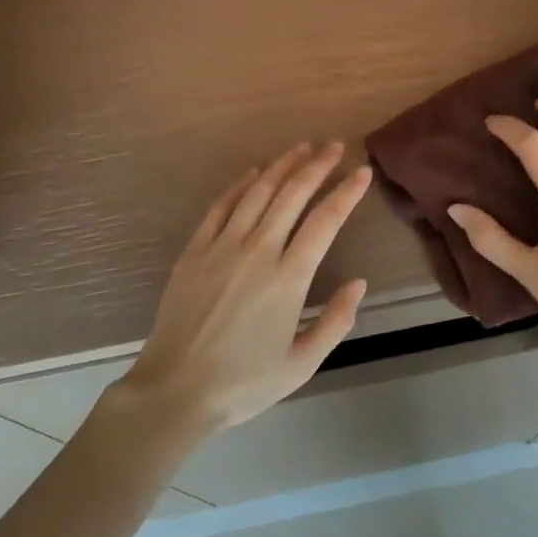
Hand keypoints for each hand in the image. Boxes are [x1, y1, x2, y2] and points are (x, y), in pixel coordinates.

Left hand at [116, 142, 369, 439]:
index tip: (362, 171)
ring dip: (283, 165)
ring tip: (302, 148)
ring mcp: (222, 246)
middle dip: (317, 165)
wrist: (175, 390)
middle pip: (293, 194)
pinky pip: (221, 205)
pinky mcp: (195, 249)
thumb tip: (359, 283)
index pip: (326, 221)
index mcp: (289, 278)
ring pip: (258, 191)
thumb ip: (336, 322)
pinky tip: (255, 171)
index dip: (347, 192)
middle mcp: (258, 251)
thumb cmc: (243, 383)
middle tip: (334, 146)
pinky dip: (241, 183)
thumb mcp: (302, 364)